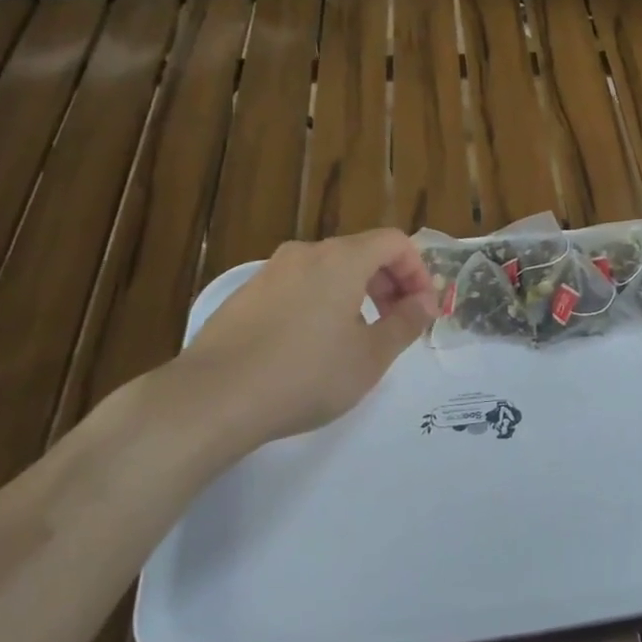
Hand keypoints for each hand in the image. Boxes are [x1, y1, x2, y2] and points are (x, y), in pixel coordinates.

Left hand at [140, 229, 437, 460]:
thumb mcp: (370, 357)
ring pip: (327, 270)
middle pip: (361, 252)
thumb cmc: (306, 375)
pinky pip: (297, 287)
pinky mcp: (244, 296)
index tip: (422, 309)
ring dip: (355, 294)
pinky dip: (320, 303)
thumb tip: (427, 301)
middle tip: (396, 323)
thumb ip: (406, 323)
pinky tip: (311, 347)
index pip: (394, 242)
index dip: (418, 271)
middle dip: (389, 283)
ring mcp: (270, 272)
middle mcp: (306, 254)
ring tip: (356, 338)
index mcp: (342, 259)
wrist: (213, 398)